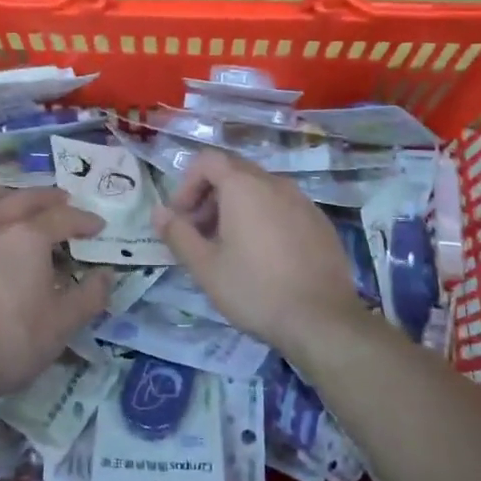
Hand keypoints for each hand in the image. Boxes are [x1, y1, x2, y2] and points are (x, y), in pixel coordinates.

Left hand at [0, 185, 111, 404]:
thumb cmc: (9, 343)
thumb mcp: (61, 326)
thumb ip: (89, 297)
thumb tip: (106, 275)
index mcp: (28, 238)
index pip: (63, 218)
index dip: (83, 220)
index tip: (98, 225)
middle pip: (24, 198)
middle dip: (48, 197)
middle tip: (64, 201)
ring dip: (5, 193)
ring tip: (16, 202)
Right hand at [152, 148, 365, 360]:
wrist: (322, 320)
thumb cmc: (255, 289)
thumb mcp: (205, 267)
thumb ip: (177, 234)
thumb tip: (158, 212)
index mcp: (244, 186)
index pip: (207, 160)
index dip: (186, 184)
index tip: (181, 218)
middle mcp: (275, 183)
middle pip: (234, 173)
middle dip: (209, 197)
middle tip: (200, 235)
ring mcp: (303, 201)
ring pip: (260, 190)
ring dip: (236, 209)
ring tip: (230, 249)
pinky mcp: (320, 223)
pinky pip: (283, 208)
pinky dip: (264, 219)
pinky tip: (264, 258)